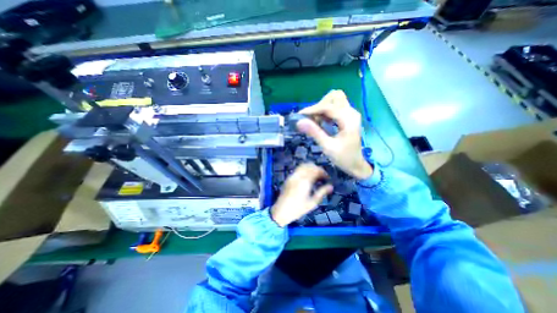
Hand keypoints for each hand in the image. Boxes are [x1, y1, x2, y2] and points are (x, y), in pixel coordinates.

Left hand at [271, 163, 331, 226]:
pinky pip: (297, 170)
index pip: (315, 170)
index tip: (327, 177)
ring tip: (315, 176)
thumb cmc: (298, 209)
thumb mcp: (312, 203)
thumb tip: (331, 186)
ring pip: (302, 166)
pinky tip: (307, 178)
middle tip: (322, 176)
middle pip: (309, 166)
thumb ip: (322, 193)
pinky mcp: (288, 178)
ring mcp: (291, 176)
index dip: (322, 172)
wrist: (281, 211)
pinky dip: (304, 170)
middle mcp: (297, 177)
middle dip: (317, 168)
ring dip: (310, 168)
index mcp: (304, 182)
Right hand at [298, 90, 370, 179]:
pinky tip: (321, 122)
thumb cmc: (343, 158)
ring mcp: (351, 113)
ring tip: (315, 121)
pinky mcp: (348, 116)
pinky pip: (335, 107)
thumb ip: (314, 133)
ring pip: (334, 100)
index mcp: (349, 120)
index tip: (300, 115)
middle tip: (311, 119)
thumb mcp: (327, 147)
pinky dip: (326, 112)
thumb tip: (299, 122)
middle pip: (334, 97)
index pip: (328, 107)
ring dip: (322, 108)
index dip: (313, 109)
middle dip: (319, 106)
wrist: (356, 165)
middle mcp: (351, 112)